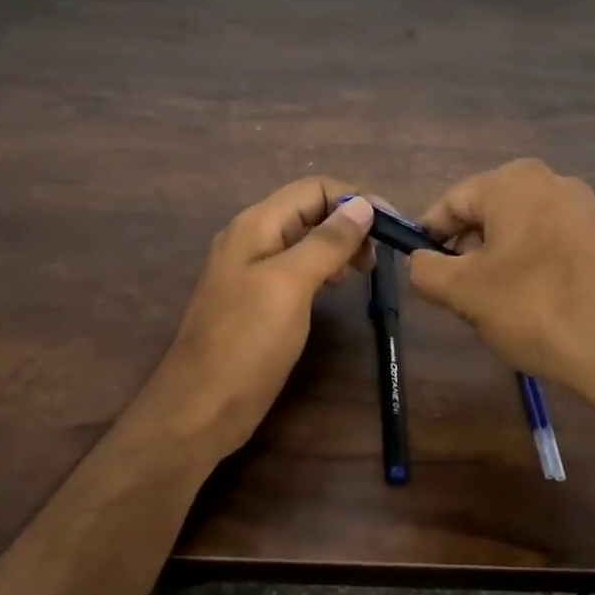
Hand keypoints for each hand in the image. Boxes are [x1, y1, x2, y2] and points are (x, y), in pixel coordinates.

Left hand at [141, 177, 374, 462]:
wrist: (202, 406)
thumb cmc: (247, 340)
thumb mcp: (290, 284)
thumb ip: (326, 242)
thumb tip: (361, 204)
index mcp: (256, 225)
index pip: (313, 188)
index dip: (354, 198)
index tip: (391, 225)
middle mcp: (253, 239)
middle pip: (309, 210)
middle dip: (349, 222)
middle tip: (379, 256)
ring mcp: (253, 271)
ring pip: (305, 240)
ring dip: (340, 246)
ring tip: (365, 271)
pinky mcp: (259, 300)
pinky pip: (297, 268)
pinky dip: (324, 269)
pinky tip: (338, 287)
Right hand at [408, 159, 594, 422]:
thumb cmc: (536, 307)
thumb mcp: (463, 292)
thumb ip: (425, 270)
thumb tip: (420, 262)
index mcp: (512, 181)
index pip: (450, 202)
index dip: (427, 237)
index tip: (419, 272)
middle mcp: (550, 182)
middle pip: (486, 215)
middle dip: (465, 254)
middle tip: (458, 298)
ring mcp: (584, 210)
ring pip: (518, 234)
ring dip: (497, 266)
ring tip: (497, 310)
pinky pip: (549, 247)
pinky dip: (531, 272)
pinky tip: (534, 310)